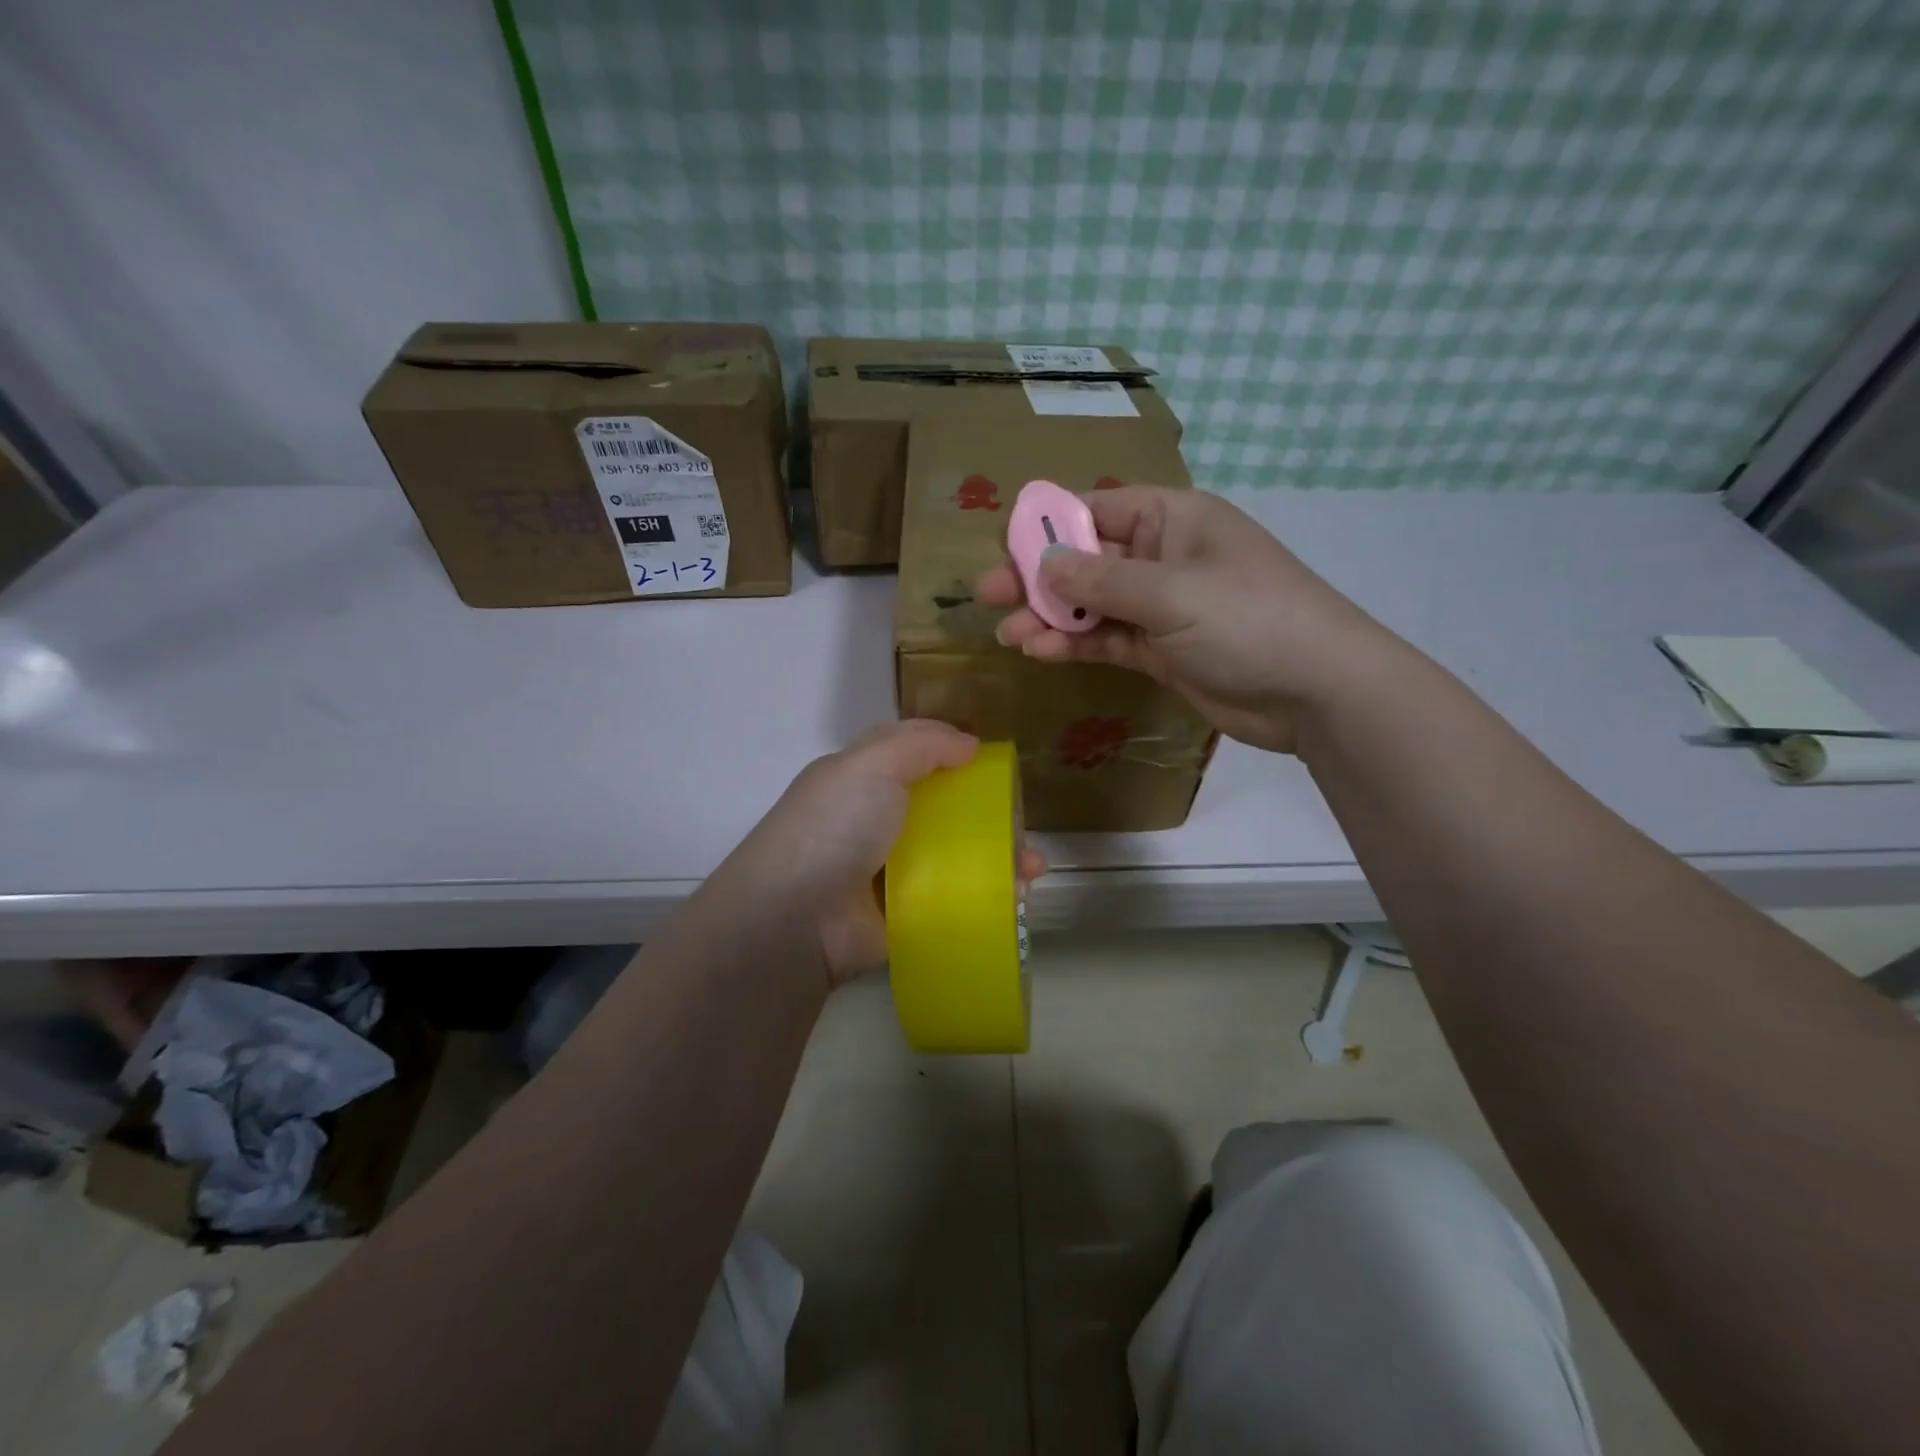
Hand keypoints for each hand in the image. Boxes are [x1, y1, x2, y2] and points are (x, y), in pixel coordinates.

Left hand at [713, 721, 1046, 988]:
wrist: (797, 917)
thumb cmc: (834, 826)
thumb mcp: (872, 765)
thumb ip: (921, 745)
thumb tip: (968, 743)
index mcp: (859, 777)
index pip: (909, 750)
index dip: (947, 745)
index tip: (989, 754)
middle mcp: (874, 818)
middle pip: (939, 804)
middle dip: (983, 806)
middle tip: (1020, 814)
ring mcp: (888, 867)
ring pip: (953, 852)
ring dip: (995, 855)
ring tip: (1032, 864)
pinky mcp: (903, 911)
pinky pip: (952, 896)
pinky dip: (985, 895)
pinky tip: (1018, 895)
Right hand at [978, 485, 1397, 753]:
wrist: (1316, 691)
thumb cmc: (1249, 620)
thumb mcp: (1171, 593)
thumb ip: (1101, 582)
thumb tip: (1043, 565)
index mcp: (1171, 519)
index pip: (1095, 509)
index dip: (1047, 523)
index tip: (1001, 544)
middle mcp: (1162, 556)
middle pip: (1086, 559)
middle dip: (1037, 576)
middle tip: (987, 594)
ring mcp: (1161, 606)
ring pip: (1091, 605)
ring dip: (1049, 617)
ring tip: (1007, 634)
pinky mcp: (1160, 650)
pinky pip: (1107, 639)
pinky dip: (1075, 644)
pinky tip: (1041, 652)